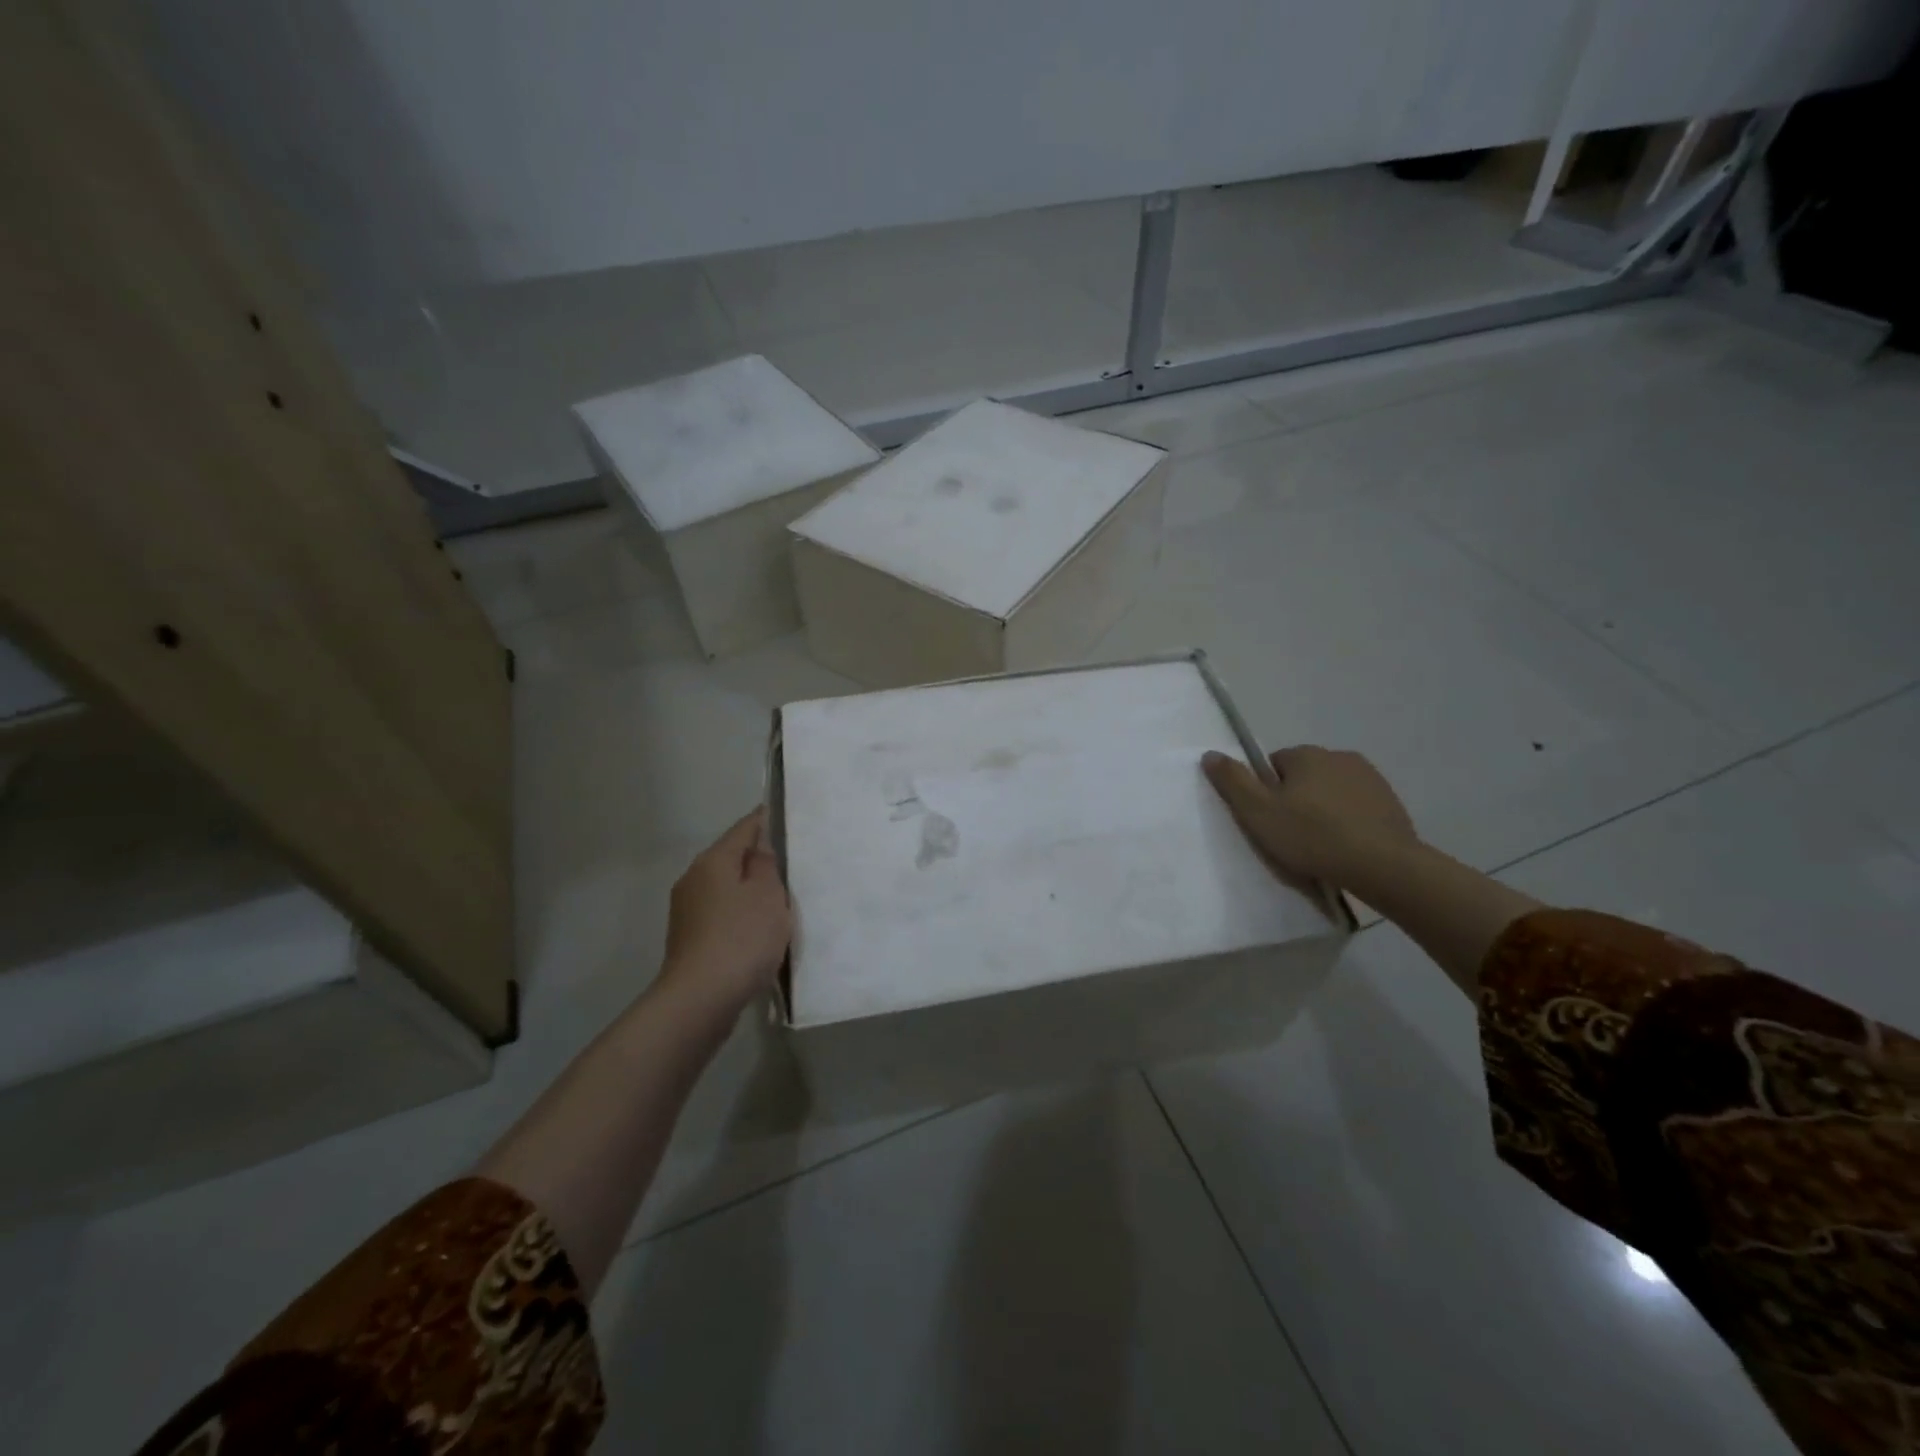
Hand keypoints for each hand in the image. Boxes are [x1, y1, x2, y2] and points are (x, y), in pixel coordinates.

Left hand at [660, 809, 791, 1014]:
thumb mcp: (768, 894)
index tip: (788, 819)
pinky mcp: (689, 939)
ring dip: (749, 891)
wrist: (700, 1000)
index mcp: (713, 860)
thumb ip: (766, 864)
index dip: (766, 821)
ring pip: (726, 888)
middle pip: (732, 858)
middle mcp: (694, 879)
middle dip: (759, 860)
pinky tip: (758, 931)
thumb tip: (759, 846)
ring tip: (780, 901)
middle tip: (793, 865)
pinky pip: (721, 915)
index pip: (744, 828)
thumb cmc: (741, 938)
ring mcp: (687, 911)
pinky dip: (740, 916)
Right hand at [1202, 745, 1417, 888]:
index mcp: (1306, 754)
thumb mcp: (1259, 812)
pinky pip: (1357, 807)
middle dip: (1296, 798)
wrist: (1383, 866)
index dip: (1267, 792)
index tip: (1269, 819)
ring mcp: (1370, 778)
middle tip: (1291, 834)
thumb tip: (1210, 754)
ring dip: (1324, 809)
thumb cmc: (1312, 836)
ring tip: (1320, 844)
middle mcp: (1339, 756)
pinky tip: (1345, 846)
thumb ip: (1232, 781)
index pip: (1273, 764)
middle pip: (1303, 775)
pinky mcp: (1391, 802)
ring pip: (1332, 790)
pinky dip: (1349, 821)